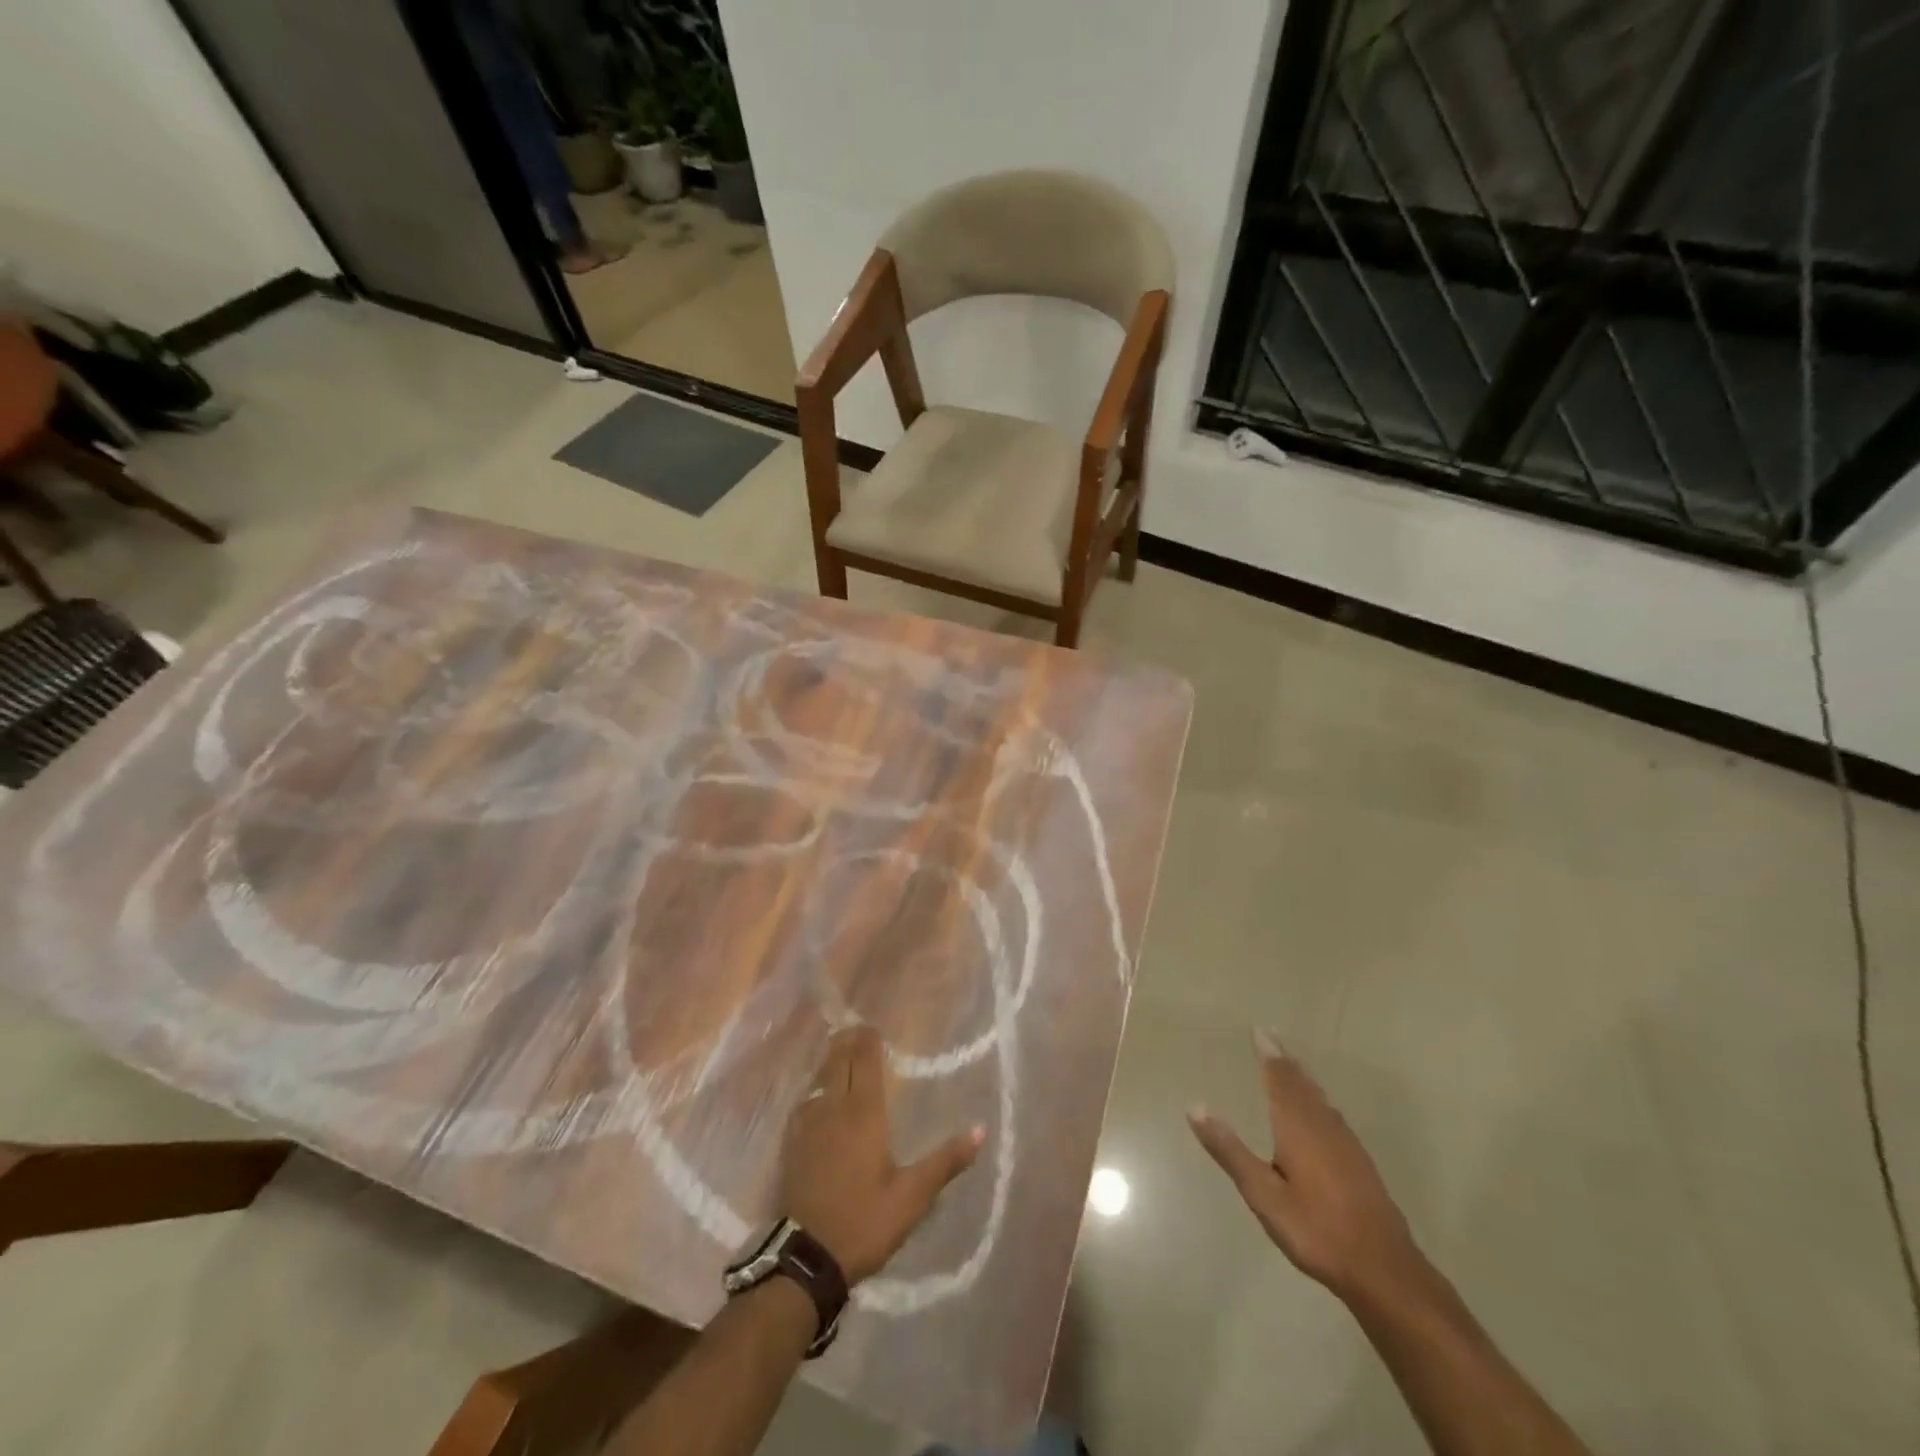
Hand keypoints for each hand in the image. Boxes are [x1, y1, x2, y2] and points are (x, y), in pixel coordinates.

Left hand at [780, 1025, 984, 1284]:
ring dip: (830, 1060)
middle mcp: (834, 1110)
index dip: (868, 1042)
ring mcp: (809, 1127)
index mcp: (864, 1116)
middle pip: (838, 1063)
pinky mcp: (792, 1145)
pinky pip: (804, 1102)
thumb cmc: (864, 1222)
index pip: (866, 1064)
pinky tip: (816, 1092)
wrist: (806, 1258)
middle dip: (847, 1042)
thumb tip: (981, 1129)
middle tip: (857, 1029)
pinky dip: (814, 1086)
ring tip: (838, 1048)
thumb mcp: (912, 1197)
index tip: (873, 1026)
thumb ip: (945, 1161)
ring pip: (819, 1079)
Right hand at [1189, 1029, 1421, 1302]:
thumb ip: (1229, 1151)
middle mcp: (1323, 1126)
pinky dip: (1319, 1099)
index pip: (1280, 1079)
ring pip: (1321, 1098)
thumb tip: (1194, 1107)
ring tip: (1293, 1065)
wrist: (1384, 1271)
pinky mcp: (1360, 1163)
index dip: (1269, 1054)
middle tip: (1273, 1037)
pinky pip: (1333, 1114)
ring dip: (1303, 1077)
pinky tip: (1322, 1111)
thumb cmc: (1316, 1229)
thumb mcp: (1263, 1194)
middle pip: (1302, 1084)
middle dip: (1285, 1060)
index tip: (1260, 1030)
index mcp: (1297, 1127)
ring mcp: (1346, 1144)